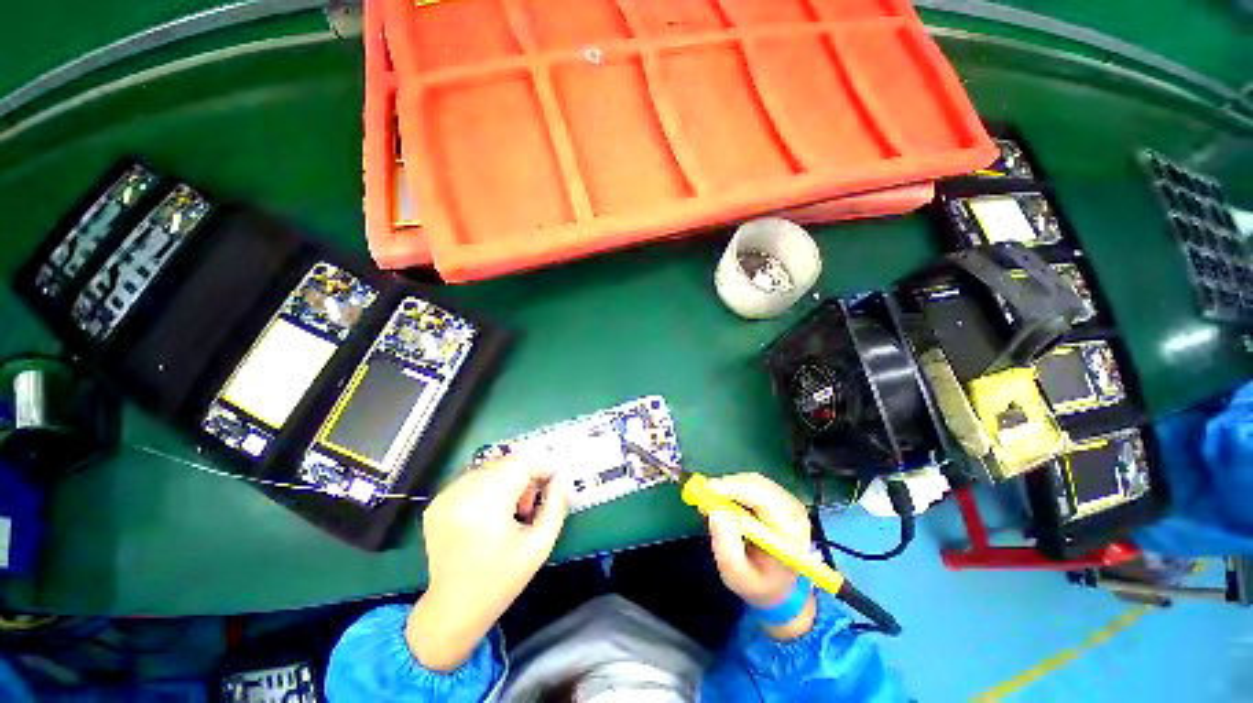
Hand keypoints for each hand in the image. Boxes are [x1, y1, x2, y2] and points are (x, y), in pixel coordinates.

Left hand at [407, 459, 571, 670]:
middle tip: (529, 506)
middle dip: (526, 475)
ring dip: (508, 480)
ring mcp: (445, 497)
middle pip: (506, 463)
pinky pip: (473, 479)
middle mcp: (461, 494)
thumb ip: (556, 505)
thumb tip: (563, 476)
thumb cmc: (502, 580)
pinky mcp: (437, 503)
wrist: (453, 611)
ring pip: (491, 468)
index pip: (521, 464)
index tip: (555, 481)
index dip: (543, 466)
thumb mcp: (539, 545)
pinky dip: (489, 487)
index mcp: (486, 505)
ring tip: (510, 512)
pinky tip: (489, 515)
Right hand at [705, 472, 816, 639]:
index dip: (736, 489)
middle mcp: (794, 513)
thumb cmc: (757, 583)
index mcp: (791, 535)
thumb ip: (726, 546)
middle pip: (759, 486)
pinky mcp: (780, 496)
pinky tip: (724, 501)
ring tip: (711, 501)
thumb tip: (715, 511)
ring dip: (730, 486)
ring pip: (754, 481)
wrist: (778, 587)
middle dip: (728, 486)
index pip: (765, 500)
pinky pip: (754, 483)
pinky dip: (735, 487)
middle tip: (702, 494)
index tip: (709, 489)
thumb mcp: (736, 575)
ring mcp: (789, 502)